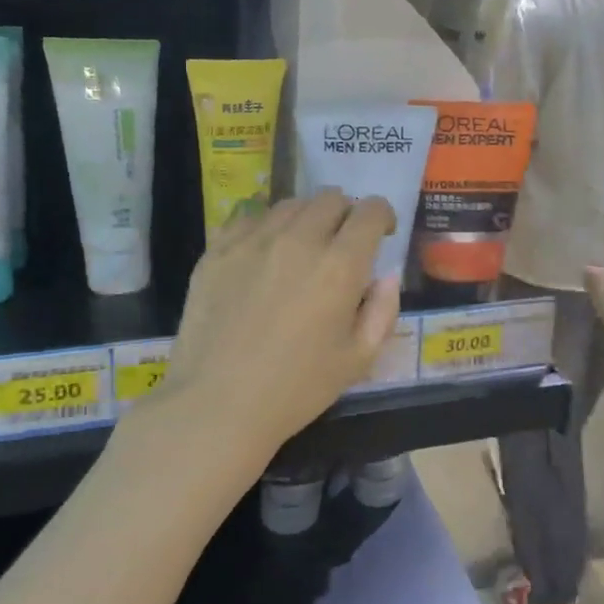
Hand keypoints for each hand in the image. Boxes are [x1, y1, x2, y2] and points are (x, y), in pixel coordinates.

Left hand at [165, 190, 401, 465]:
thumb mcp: (358, 359)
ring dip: (306, 217)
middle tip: (342, 242)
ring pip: (290, 204)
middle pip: (330, 198)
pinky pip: (248, 216)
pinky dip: (266, 225)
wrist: (217, 405)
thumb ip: (382, 311)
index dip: (381, 215)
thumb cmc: (296, 389)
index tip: (380, 233)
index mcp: (340, 266)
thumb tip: (387, 276)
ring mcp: (253, 240)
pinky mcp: (217, 249)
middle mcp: (299, 240)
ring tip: (302, 246)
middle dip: (345, 213)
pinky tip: (263, 252)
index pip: (369, 211)